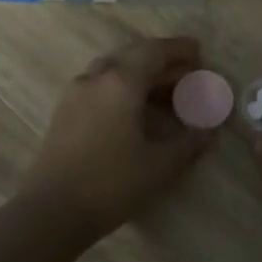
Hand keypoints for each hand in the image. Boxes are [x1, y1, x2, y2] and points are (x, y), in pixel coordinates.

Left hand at [17, 37, 214, 244]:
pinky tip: (133, 109)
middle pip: (132, 55)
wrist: (51, 211)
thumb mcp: (160, 166)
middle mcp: (96, 78)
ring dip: (139, 73)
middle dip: (161, 61)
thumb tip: (210, 132)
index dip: (179, 49)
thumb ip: (189, 144)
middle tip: (186, 75)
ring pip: (112, 69)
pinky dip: (121, 86)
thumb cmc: (111, 184)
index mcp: (121, 82)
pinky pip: (99, 85)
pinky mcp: (64, 112)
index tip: (199, 53)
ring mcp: (75, 94)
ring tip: (163, 92)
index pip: (155, 51)